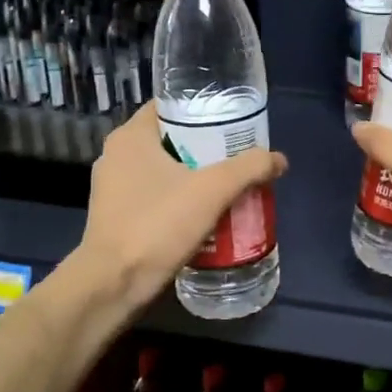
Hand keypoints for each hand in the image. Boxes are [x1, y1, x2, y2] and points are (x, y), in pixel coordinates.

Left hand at [78, 104, 286, 309]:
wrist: (113, 285)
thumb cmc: (157, 224)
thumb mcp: (213, 191)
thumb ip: (249, 168)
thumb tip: (279, 159)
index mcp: (130, 137)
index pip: (169, 106)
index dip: (202, 109)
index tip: (231, 121)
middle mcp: (116, 156)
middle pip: (170, 139)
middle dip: (205, 147)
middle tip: (238, 155)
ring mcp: (112, 189)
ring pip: (163, 171)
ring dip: (193, 176)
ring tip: (228, 185)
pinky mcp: (115, 217)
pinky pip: (154, 197)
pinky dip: (179, 200)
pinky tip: (205, 215)